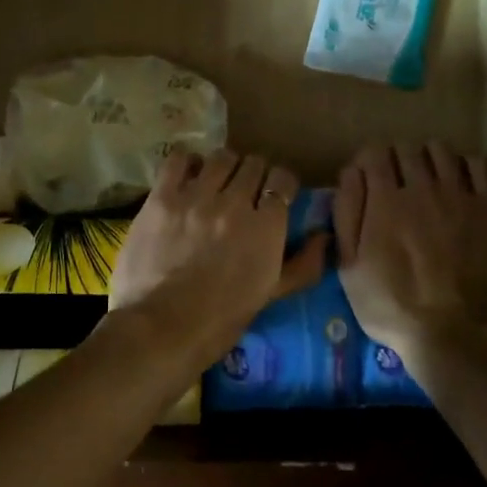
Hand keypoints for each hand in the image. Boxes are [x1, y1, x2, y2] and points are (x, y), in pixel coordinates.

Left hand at [110, 150, 328, 363]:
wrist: (163, 328)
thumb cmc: (221, 319)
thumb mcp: (272, 295)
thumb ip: (304, 264)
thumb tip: (324, 237)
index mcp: (266, 226)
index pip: (283, 180)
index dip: (280, 186)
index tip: (273, 197)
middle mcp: (234, 202)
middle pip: (253, 164)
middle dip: (253, 175)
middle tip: (243, 192)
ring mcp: (196, 196)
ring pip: (221, 157)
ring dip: (223, 167)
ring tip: (215, 183)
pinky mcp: (162, 197)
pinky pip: (179, 159)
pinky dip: (187, 163)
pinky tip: (187, 178)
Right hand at [334, 142, 486, 366]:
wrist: (452, 334)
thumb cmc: (390, 305)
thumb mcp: (349, 266)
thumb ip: (346, 214)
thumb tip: (350, 173)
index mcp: (384, 199)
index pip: (374, 153)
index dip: (368, 162)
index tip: (369, 180)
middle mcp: (421, 187)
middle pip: (406, 148)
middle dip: (396, 159)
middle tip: (397, 183)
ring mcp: (459, 195)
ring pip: (441, 151)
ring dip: (429, 159)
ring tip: (428, 181)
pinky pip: (479, 166)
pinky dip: (465, 167)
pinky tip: (460, 185)